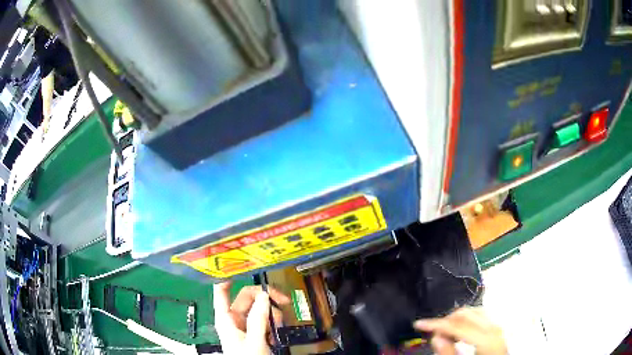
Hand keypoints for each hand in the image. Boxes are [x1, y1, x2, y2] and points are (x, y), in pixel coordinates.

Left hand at [213, 282, 290, 354]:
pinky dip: (272, 323)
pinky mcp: (253, 332)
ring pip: (258, 308)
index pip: (221, 290)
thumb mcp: (254, 340)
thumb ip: (258, 319)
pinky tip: (276, 332)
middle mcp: (234, 319)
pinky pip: (263, 319)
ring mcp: (244, 325)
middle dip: (265, 299)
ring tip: (279, 325)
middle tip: (283, 301)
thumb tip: (264, 296)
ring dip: (272, 313)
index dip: (228, 276)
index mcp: (226, 318)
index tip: (241, 266)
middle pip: (247, 297)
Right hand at [414, 307, 506, 354]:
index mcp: (487, 338)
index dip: (436, 323)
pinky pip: (481, 315)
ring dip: (456, 320)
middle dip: (446, 321)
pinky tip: (460, 331)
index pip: (457, 324)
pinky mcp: (497, 328)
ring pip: (473, 311)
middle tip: (433, 334)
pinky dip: (467, 320)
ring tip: (445, 334)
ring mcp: (498, 326)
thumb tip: (436, 337)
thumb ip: (448, 352)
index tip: (419, 324)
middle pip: (466, 314)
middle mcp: (494, 327)